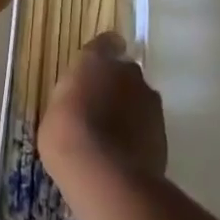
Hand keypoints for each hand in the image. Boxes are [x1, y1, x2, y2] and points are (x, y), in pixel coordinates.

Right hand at [40, 33, 167, 185]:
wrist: (105, 176)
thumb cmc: (67, 136)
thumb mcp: (54, 111)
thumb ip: (72, 97)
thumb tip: (79, 100)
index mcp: (97, 60)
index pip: (106, 43)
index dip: (103, 54)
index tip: (97, 71)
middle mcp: (127, 72)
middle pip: (125, 72)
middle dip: (117, 86)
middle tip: (101, 110)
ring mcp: (149, 101)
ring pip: (140, 99)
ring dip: (130, 111)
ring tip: (114, 139)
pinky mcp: (164, 130)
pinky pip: (149, 126)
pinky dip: (140, 135)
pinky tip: (125, 156)